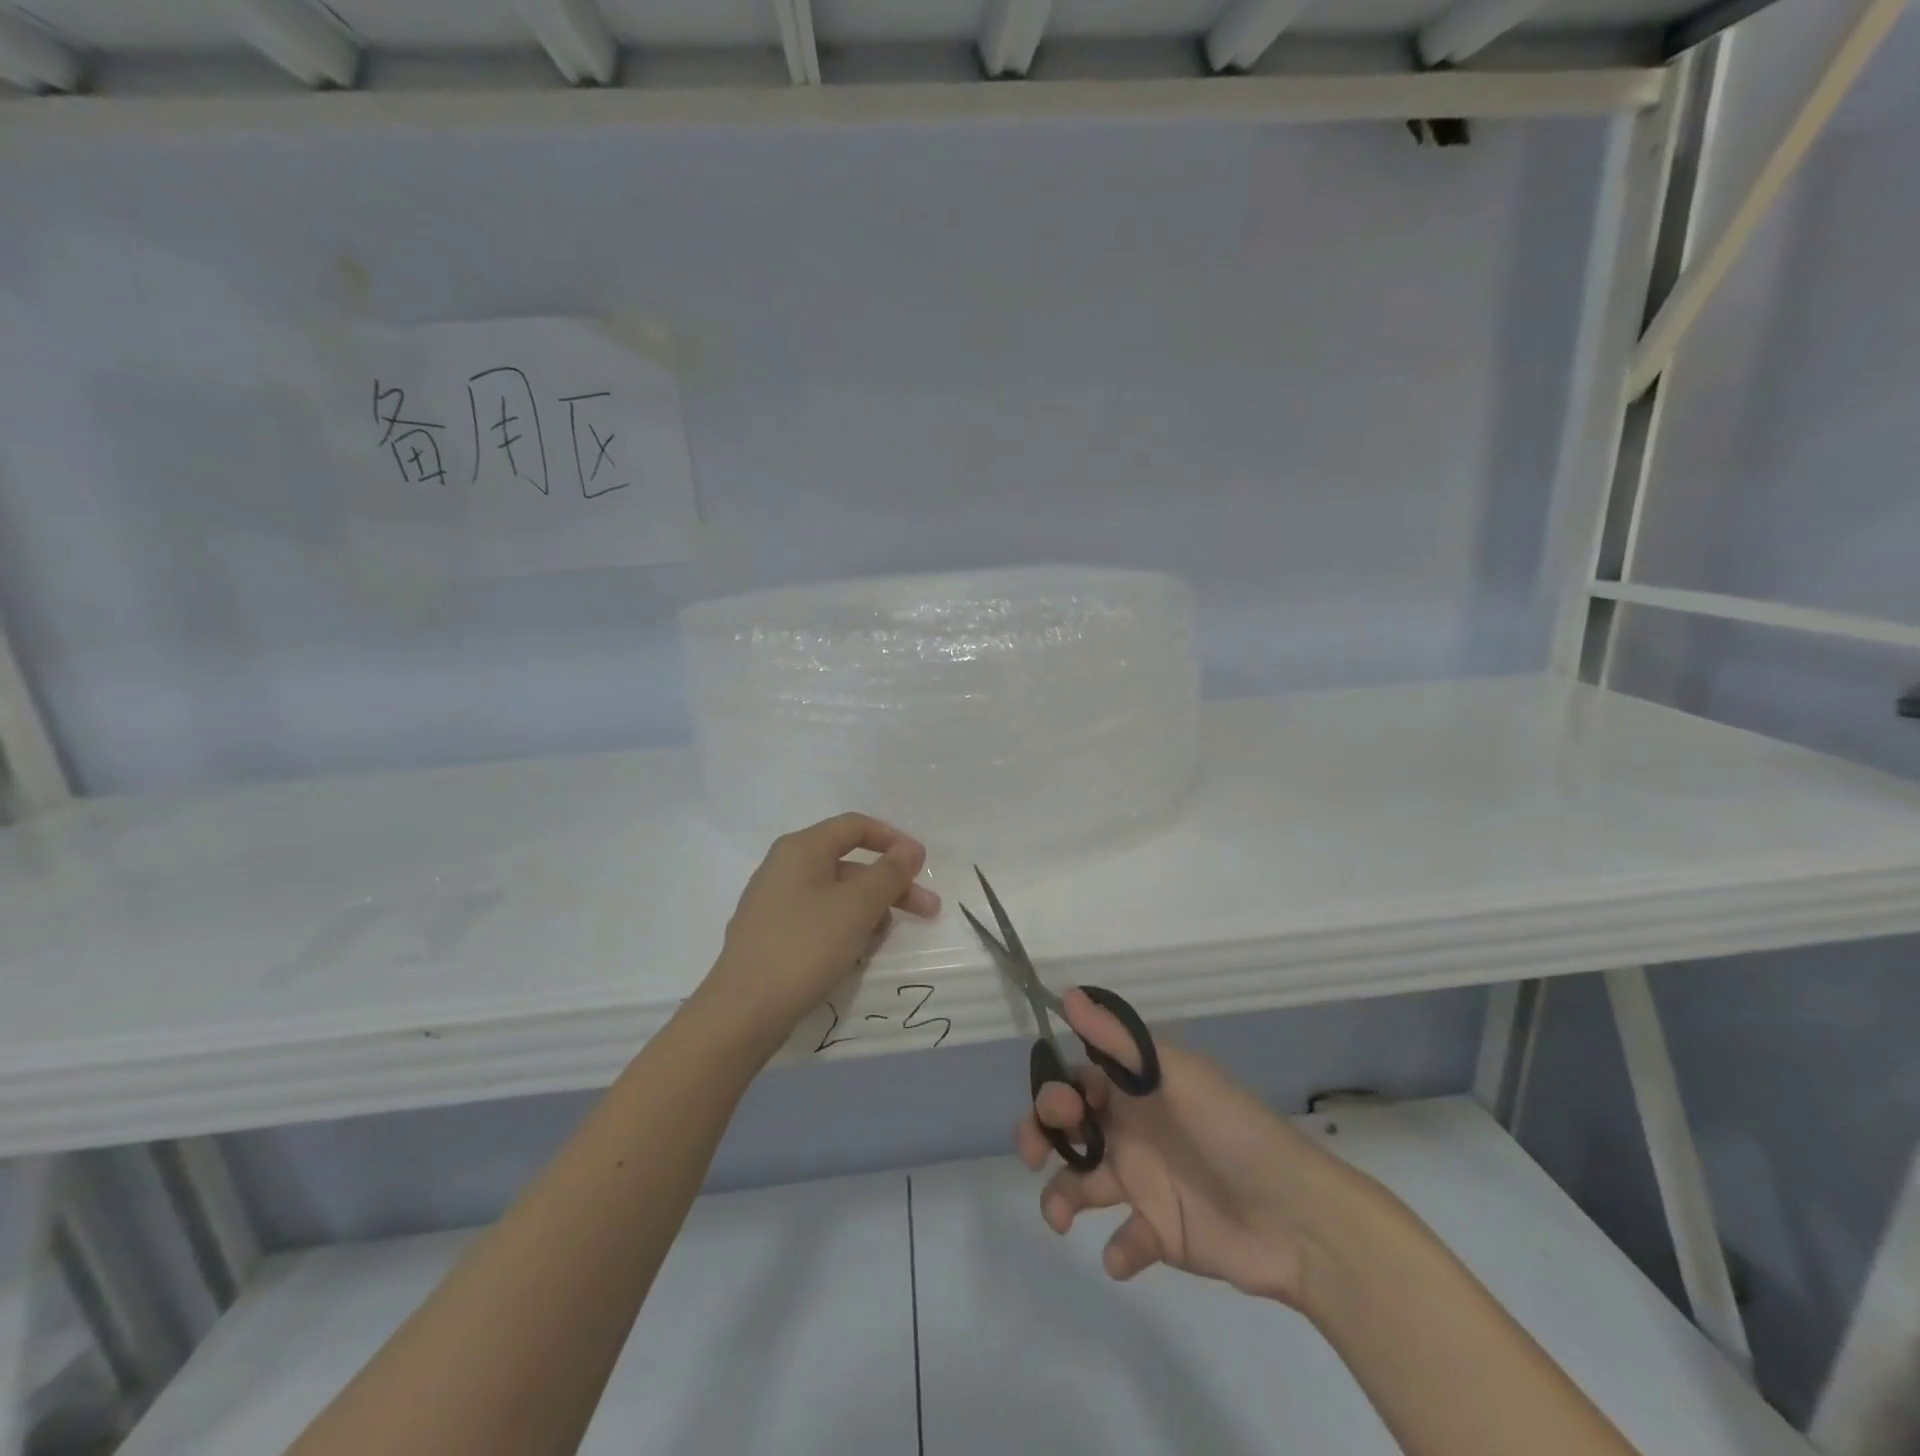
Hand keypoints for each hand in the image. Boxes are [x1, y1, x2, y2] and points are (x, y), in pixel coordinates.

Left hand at [699, 813, 940, 1052]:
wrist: (743, 1011)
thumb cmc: (806, 946)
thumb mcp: (857, 907)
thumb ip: (889, 873)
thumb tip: (911, 848)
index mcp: (802, 849)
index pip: (855, 826)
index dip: (893, 840)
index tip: (921, 865)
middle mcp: (785, 867)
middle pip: (850, 864)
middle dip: (890, 886)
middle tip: (927, 910)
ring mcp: (775, 902)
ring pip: (836, 895)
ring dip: (868, 912)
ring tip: (879, 943)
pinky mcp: (772, 934)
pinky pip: (819, 919)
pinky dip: (843, 929)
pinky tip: (854, 956)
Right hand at [1018, 990, 1365, 1309]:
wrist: (1297, 1219)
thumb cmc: (1231, 1131)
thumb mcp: (1175, 1076)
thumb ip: (1119, 1040)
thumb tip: (1067, 994)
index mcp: (1136, 1089)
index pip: (1077, 1078)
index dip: (1055, 1089)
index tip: (1057, 1107)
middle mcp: (1132, 1129)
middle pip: (1069, 1128)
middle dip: (1042, 1136)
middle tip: (1036, 1153)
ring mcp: (1144, 1182)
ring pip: (1081, 1183)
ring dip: (1060, 1197)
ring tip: (1061, 1216)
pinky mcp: (1160, 1232)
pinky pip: (1124, 1240)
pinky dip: (1117, 1249)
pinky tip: (1127, 1251)